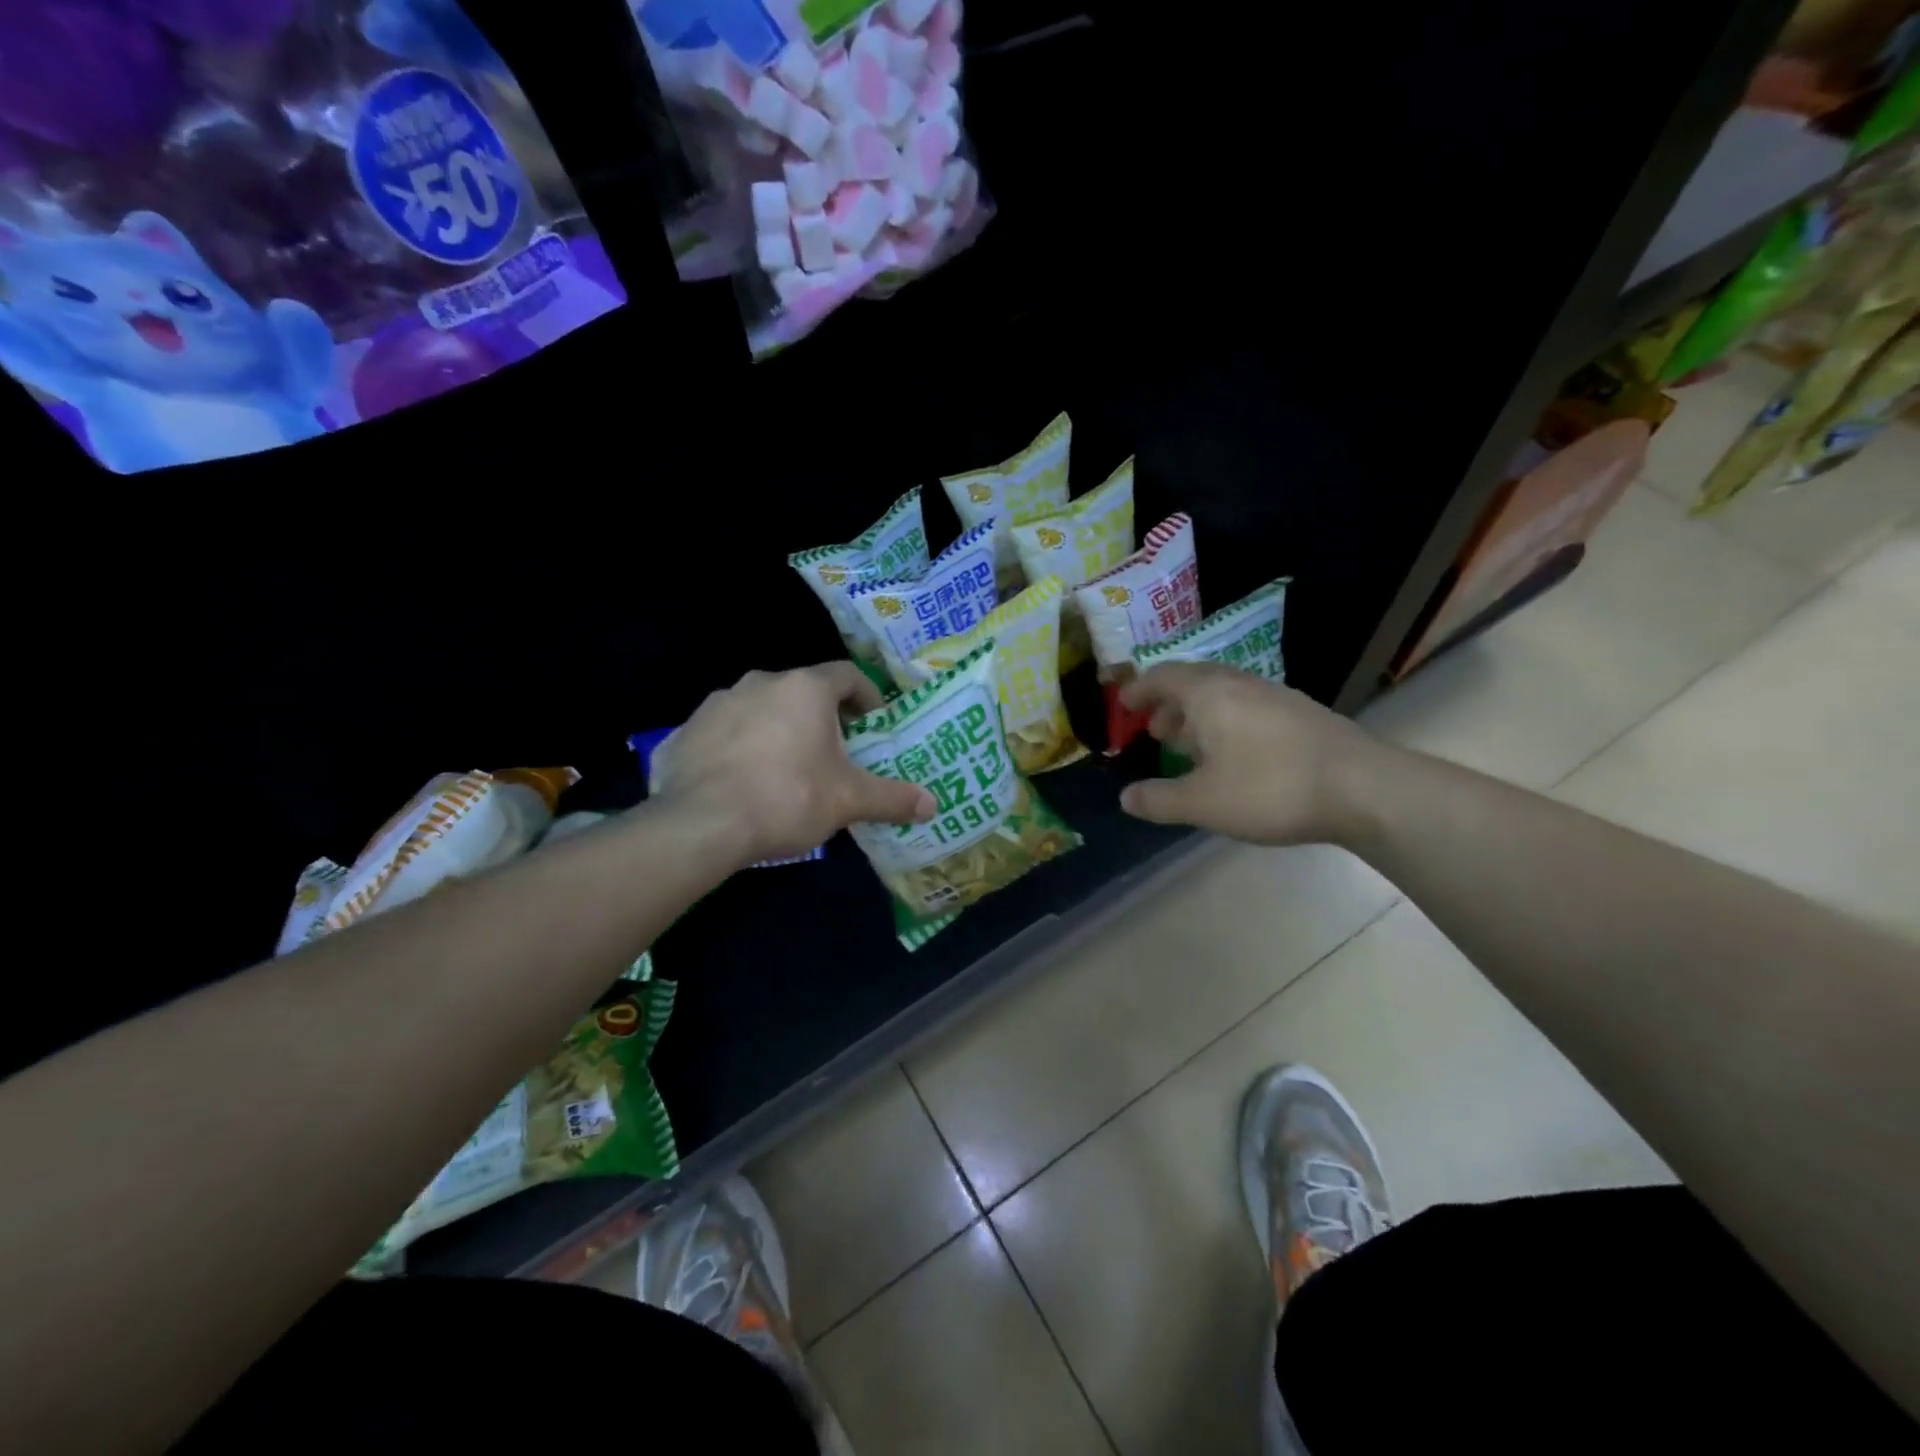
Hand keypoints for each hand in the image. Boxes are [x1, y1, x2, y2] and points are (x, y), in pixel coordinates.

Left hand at [653, 663, 934, 864]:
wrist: (700, 824)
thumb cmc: (786, 798)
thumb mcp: (848, 801)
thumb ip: (892, 798)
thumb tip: (933, 805)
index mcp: (805, 689)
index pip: (846, 674)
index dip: (865, 695)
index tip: (872, 722)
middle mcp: (761, 683)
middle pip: (802, 691)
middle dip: (822, 716)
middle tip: (834, 751)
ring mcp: (718, 703)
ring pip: (761, 708)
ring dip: (779, 728)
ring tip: (787, 768)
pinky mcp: (686, 730)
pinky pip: (725, 731)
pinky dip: (741, 746)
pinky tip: (743, 780)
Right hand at [1117, 663, 1382, 845]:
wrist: (1363, 788)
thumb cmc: (1270, 788)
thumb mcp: (1203, 802)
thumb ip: (1159, 800)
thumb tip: (1126, 798)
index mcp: (1208, 694)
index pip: (1162, 676)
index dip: (1138, 689)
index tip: (1123, 705)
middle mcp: (1239, 684)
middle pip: (1193, 681)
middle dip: (1168, 704)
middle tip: (1154, 730)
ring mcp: (1274, 696)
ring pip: (1224, 695)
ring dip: (1198, 715)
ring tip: (1189, 747)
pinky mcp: (1300, 714)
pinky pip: (1248, 708)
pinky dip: (1226, 724)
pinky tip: (1234, 757)